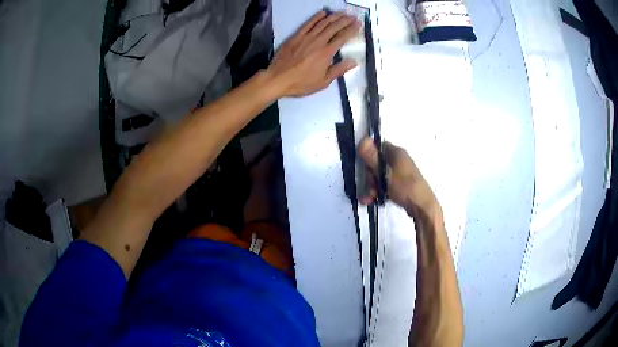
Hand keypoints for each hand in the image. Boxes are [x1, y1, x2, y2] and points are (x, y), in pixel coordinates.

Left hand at [267, 10, 360, 96]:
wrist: (278, 79)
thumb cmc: (301, 83)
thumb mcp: (323, 82)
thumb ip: (339, 70)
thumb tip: (354, 61)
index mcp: (327, 53)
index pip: (342, 37)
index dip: (352, 29)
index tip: (358, 24)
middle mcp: (318, 41)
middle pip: (334, 27)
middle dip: (345, 20)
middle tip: (353, 16)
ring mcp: (306, 37)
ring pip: (323, 23)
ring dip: (334, 16)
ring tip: (342, 13)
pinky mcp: (296, 36)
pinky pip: (308, 24)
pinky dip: (316, 17)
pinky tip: (323, 13)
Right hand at [358, 137, 437, 214]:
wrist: (422, 207)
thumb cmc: (405, 187)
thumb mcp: (386, 173)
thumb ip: (373, 158)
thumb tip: (363, 139)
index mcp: (397, 153)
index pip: (378, 147)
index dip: (369, 155)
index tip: (364, 167)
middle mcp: (399, 160)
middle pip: (376, 164)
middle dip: (370, 177)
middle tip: (370, 188)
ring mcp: (400, 173)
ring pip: (379, 176)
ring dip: (372, 187)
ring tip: (369, 198)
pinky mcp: (400, 184)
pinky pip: (385, 185)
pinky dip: (378, 191)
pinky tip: (372, 200)